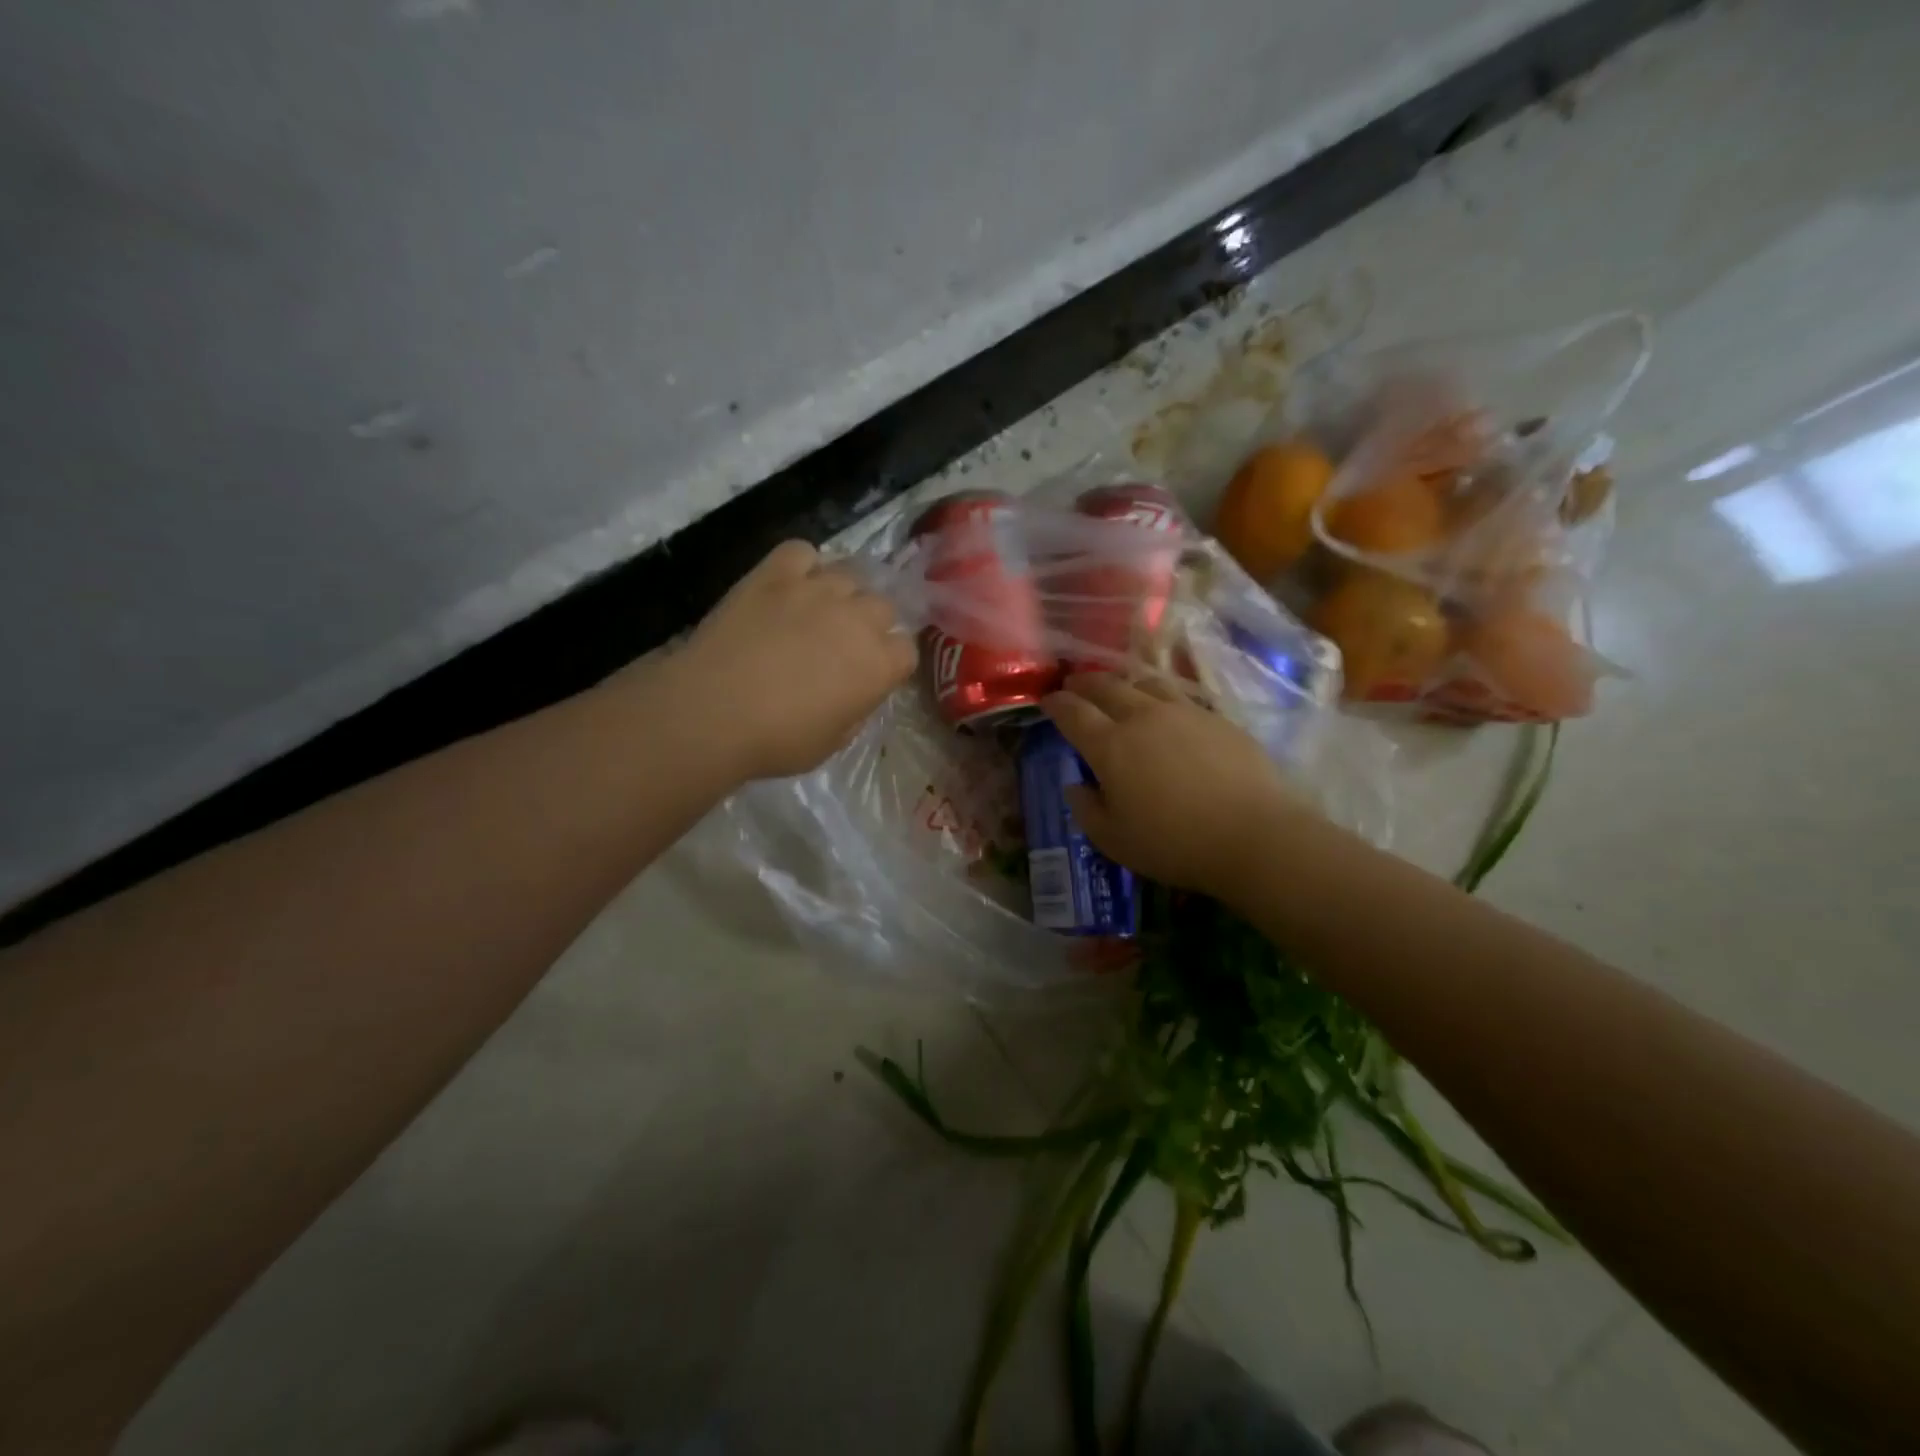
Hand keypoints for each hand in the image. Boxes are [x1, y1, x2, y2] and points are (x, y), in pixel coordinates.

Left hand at [675, 540, 917, 780]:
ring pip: (849, 574)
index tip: (871, 673)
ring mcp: (817, 589)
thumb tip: (856, 690)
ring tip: (818, 611)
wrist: (713, 711)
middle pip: (883, 606)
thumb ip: (857, 709)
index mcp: (879, 665)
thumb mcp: (834, 741)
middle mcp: (858, 618)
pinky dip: (802, 565)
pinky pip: (802, 552)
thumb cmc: (777, 740)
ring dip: (841, 593)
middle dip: (870, 623)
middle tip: (842, 643)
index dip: (890, 660)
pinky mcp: (776, 573)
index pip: (906, 649)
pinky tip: (790, 585)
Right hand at [1041, 674, 1305, 903]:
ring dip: (1124, 681)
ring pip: (1146, 682)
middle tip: (1074, 683)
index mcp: (1110, 745)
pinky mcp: (1218, 719)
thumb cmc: (1174, 843)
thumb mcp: (1113, 840)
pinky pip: (1180, 697)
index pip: (1073, 712)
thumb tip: (1076, 786)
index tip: (1047, 701)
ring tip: (1118, 686)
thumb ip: (1086, 809)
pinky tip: (1165, 708)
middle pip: (1107, 686)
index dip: (1056, 704)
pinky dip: (1161, 696)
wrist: (1254, 835)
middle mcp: (1143, 717)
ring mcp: (1184, 713)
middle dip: (1085, 682)